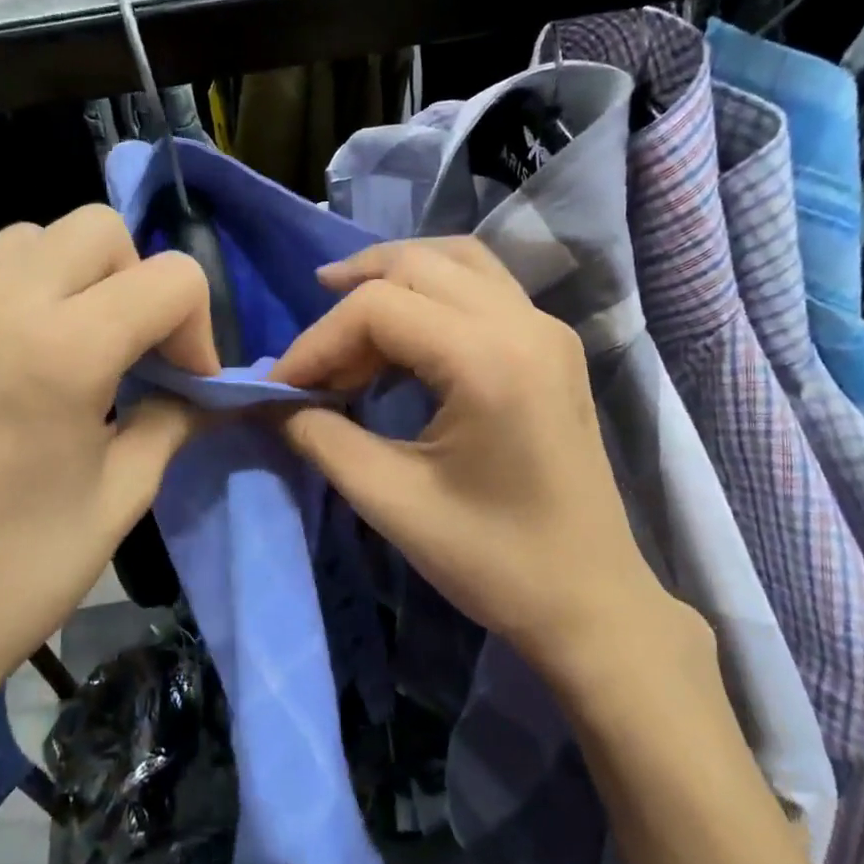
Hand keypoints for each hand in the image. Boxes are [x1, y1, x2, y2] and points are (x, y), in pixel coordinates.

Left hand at [0, 206, 216, 769]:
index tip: (183, 380)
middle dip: (135, 281)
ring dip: (69, 282)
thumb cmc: (20, 576)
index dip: (198, 325)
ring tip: (65, 355)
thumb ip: (172, 418)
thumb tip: (202, 389)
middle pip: (95, 229)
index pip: (169, 277)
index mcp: (60, 352)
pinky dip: (5, 310)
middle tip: (130, 352)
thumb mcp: (123, 496)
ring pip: (24, 242)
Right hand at [271, 239, 685, 675]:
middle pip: (417, 265)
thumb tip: (272, 401)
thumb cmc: (494, 562)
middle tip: (311, 353)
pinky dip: (432, 292)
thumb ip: (321, 438)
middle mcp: (524, 324)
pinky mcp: (553, 346)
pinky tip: (403, 337)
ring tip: (344, 312)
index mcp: (489, 359)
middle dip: (350, 299)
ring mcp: (547, 329)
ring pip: (455, 261)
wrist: (591, 603)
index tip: (281, 389)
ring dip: (393, 277)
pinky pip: (483, 286)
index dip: (316, 342)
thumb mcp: (392, 500)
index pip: (378, 308)